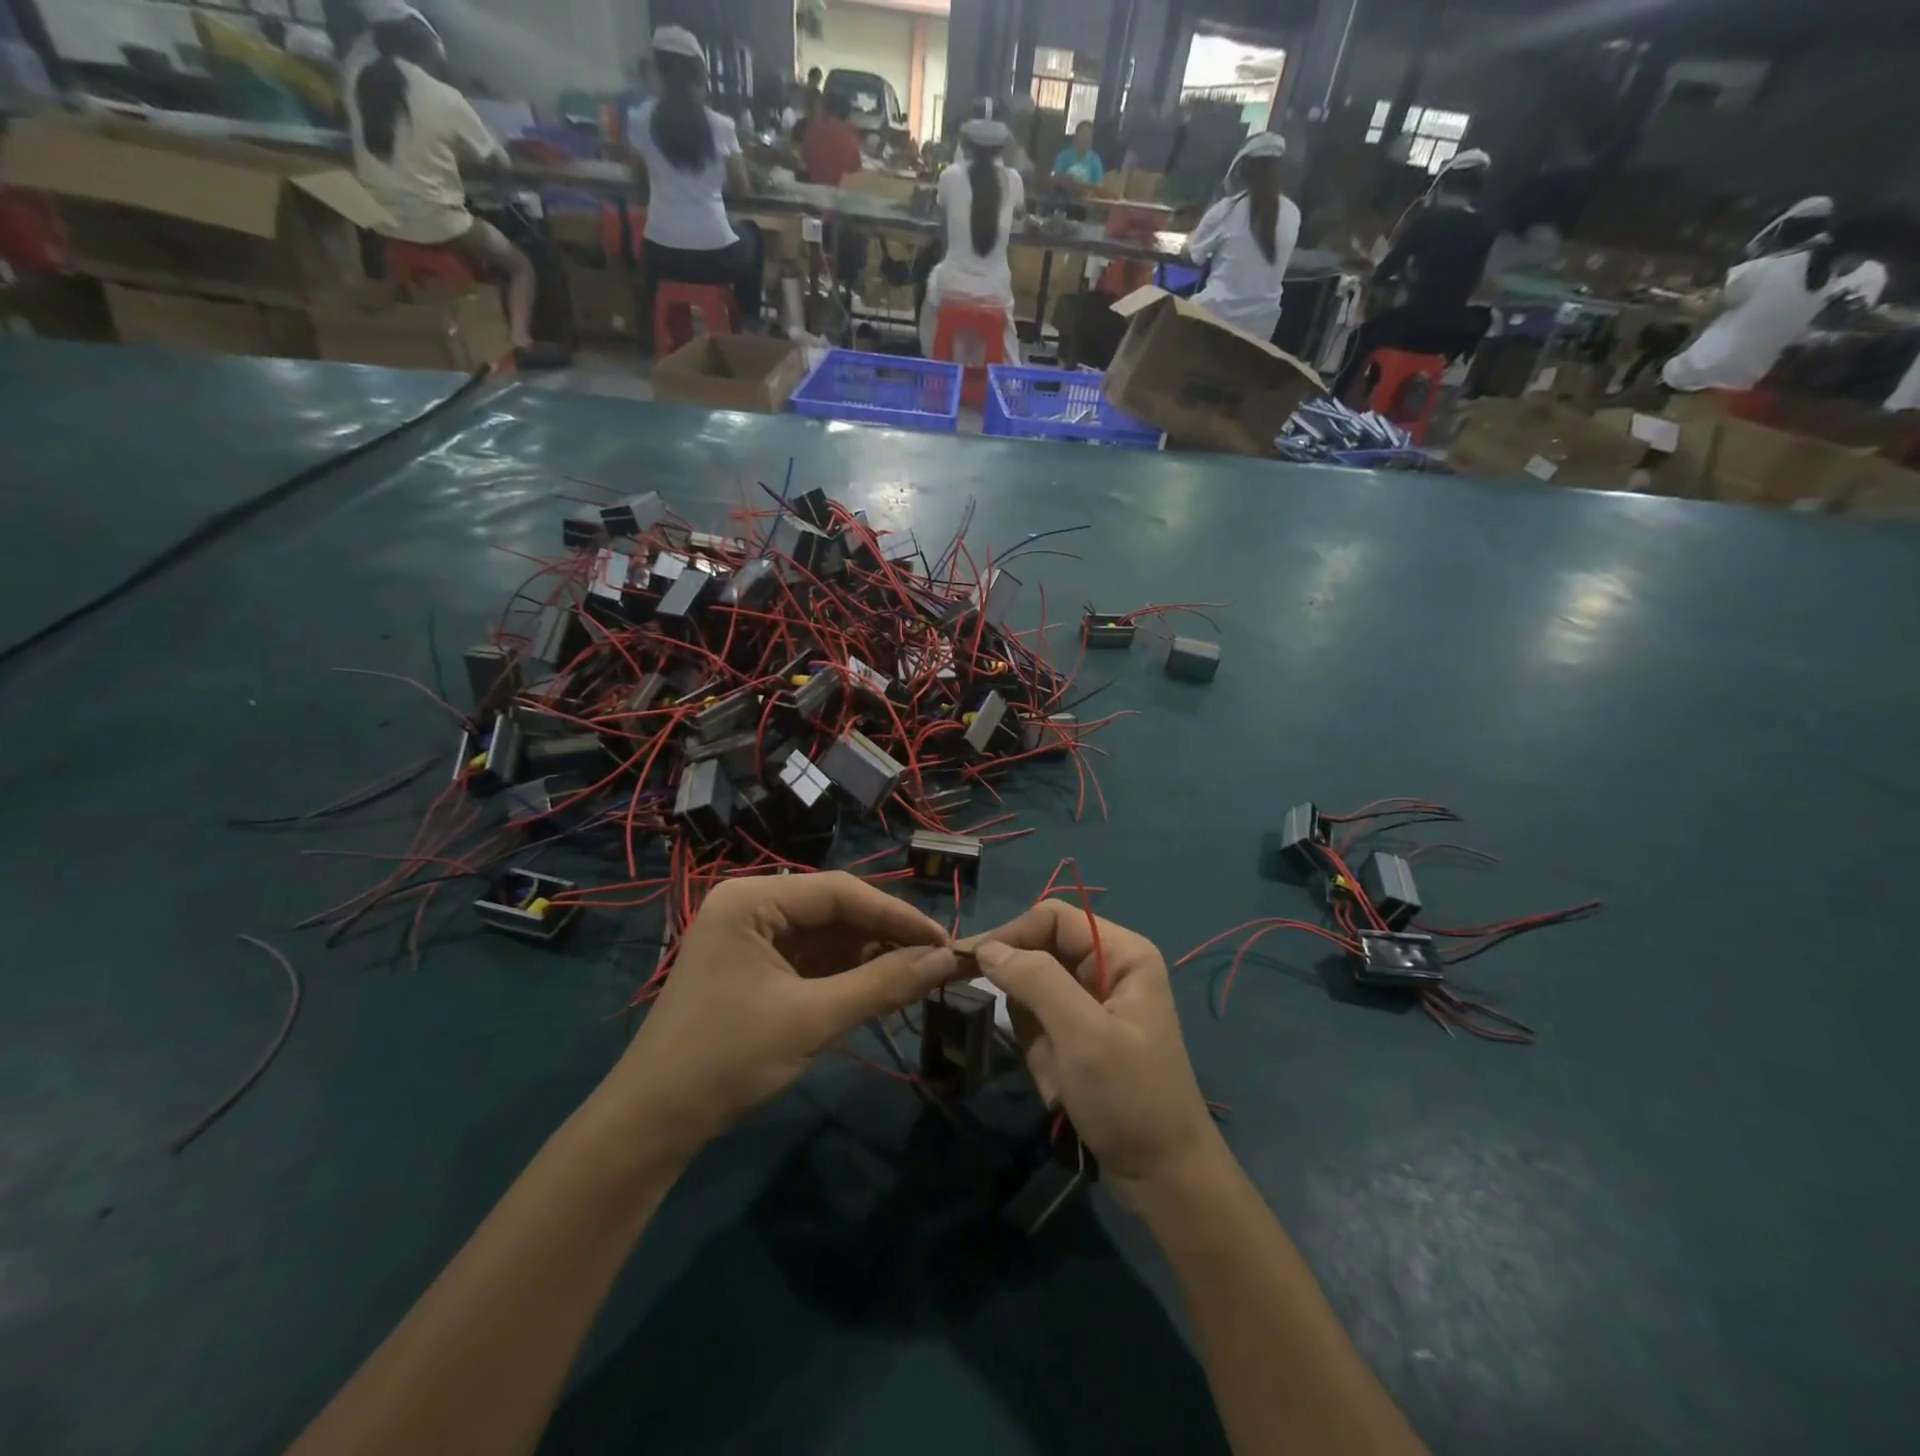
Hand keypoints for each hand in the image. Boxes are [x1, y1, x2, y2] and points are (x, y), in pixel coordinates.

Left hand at [607, 873, 953, 1161]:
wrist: (652, 1126)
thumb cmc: (726, 1060)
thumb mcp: (812, 1019)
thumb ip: (883, 984)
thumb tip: (947, 960)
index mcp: (752, 899)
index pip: (840, 892)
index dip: (897, 914)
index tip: (944, 940)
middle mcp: (751, 906)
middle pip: (835, 910)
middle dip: (885, 936)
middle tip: (936, 961)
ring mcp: (752, 937)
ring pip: (828, 935)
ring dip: (870, 956)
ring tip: (918, 976)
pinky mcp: (756, 968)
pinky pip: (813, 959)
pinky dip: (848, 974)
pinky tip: (881, 987)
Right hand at [961, 901, 1221, 1208]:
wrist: (1162, 1178)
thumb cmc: (1129, 1098)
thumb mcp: (1081, 1034)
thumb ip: (1035, 980)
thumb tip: (986, 947)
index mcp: (1122, 953)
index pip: (1051, 918)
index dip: (1010, 935)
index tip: (967, 963)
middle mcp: (1108, 967)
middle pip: (1040, 950)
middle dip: (1021, 992)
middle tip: (1003, 1024)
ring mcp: (1094, 1002)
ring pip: (1033, 990)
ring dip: (1032, 1030)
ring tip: (1054, 1070)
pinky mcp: (1081, 1033)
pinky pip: (1040, 1022)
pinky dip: (1038, 1051)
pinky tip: (1058, 1084)